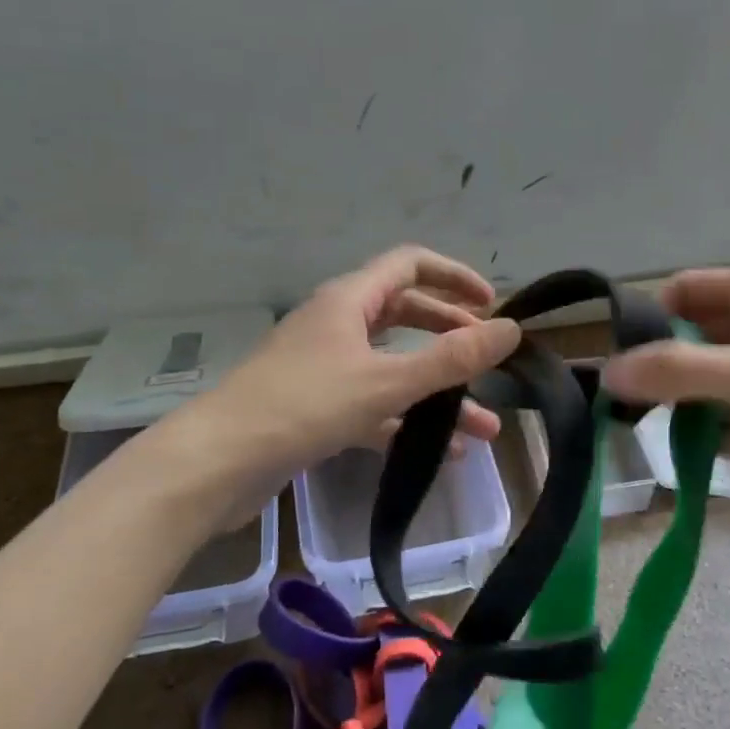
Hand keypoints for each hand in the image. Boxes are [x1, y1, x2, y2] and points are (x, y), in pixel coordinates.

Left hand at [144, 247, 520, 524]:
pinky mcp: (315, 407)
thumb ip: (452, 358)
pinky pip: (373, 403)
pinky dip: (406, 419)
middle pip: (405, 315)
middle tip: (488, 362)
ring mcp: (323, 367)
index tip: (492, 304)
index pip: (411, 265)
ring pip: (392, 366)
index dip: (454, 277)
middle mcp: (336, 324)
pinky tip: (439, 451)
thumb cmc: (303, 407)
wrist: (218, 463)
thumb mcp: (387, 381)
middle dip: (451, 337)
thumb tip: (511, 329)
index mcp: (349, 300)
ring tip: (482, 427)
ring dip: (436, 391)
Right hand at [602, 268, 729, 536]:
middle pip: (696, 339)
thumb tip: (605, 373)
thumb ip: (677, 371)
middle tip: (625, 403)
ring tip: (652, 432)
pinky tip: (703, 457)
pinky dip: (720, 437)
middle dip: (663, 368)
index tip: (618, 357)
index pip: (687, 290)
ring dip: (688, 406)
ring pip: (715, 384)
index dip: (650, 316)